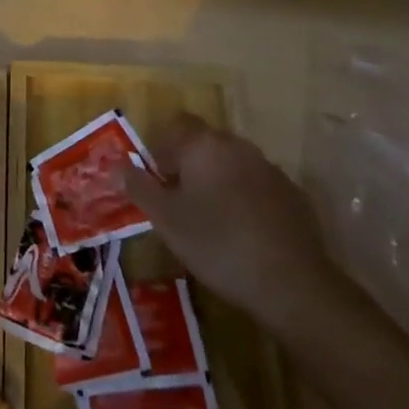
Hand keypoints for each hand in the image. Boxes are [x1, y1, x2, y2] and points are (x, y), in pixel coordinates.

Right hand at [122, 114, 341, 332]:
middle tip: (180, 204)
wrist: (291, 283)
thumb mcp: (166, 220)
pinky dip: (245, 199)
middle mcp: (237, 145)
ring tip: (211, 221)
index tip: (158, 182)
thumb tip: (115, 164)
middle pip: (204, 143)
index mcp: (204, 145)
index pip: (176, 125)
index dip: (162, 149)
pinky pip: (257, 186)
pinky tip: (244, 233)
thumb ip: (138, 187)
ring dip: (218, 181)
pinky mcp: (292, 194)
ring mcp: (269, 168)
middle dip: (189, 166)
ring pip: (232, 164)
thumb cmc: (217, 244)